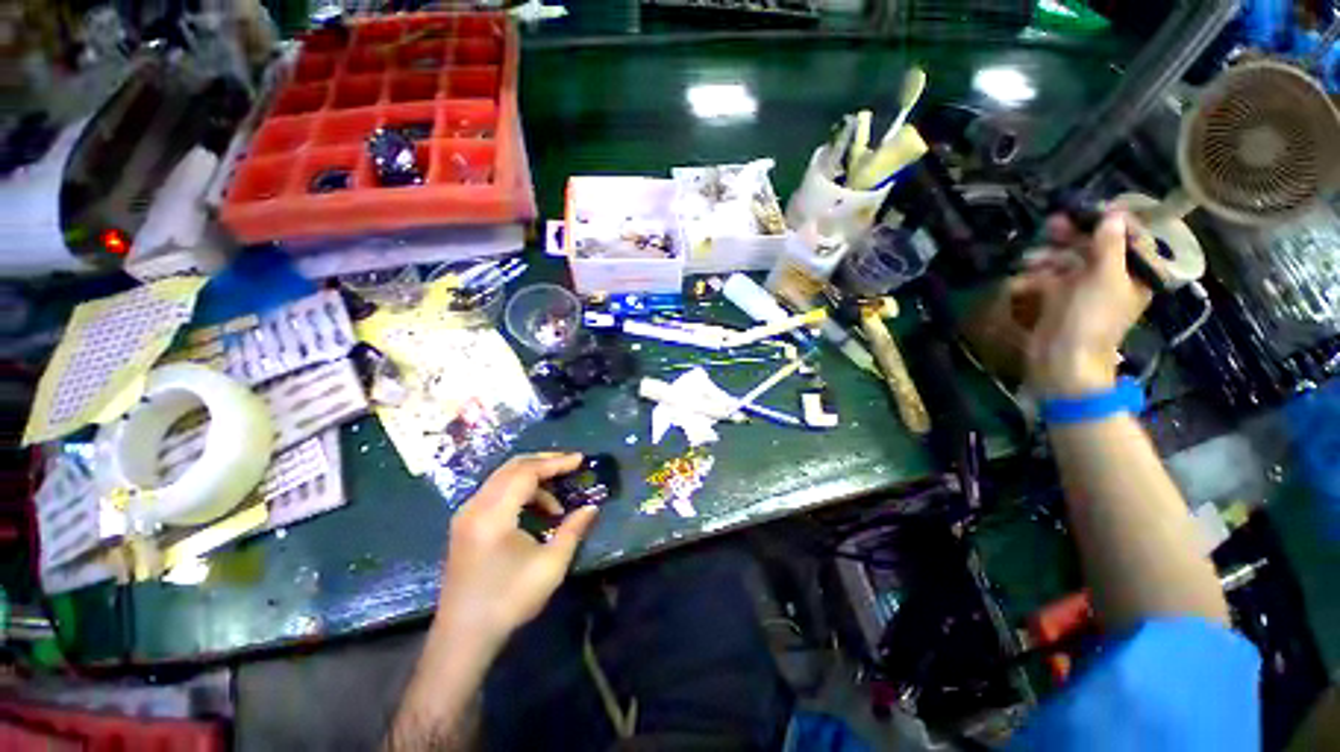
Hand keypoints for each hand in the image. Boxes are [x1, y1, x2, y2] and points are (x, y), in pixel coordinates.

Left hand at [434, 452, 598, 649]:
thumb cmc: (508, 600)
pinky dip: (519, 491)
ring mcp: (466, 514)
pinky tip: (535, 511)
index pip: (526, 472)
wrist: (463, 637)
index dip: (556, 463)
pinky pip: (495, 492)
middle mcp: (475, 506)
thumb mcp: (550, 565)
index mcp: (493, 515)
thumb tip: (592, 507)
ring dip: (532, 478)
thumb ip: (573, 529)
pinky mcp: (464, 524)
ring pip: (502, 478)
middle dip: (544, 463)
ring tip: (556, 501)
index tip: (580, 460)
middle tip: (571, 466)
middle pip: (512, 467)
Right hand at [1009, 210, 1151, 395]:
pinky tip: (1025, 274)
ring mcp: (1084, 288)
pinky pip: (1051, 277)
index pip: (1131, 238)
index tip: (1090, 209)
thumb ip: (1109, 244)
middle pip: (1095, 247)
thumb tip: (1114, 213)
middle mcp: (1113, 278)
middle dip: (1073, 237)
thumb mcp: (1104, 277)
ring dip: (1049, 256)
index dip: (1112, 222)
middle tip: (1051, 224)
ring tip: (1029, 259)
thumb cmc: (1091, 317)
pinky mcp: (1059, 299)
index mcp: (1137, 274)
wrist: (1062, 358)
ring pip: (1069, 260)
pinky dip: (1037, 273)